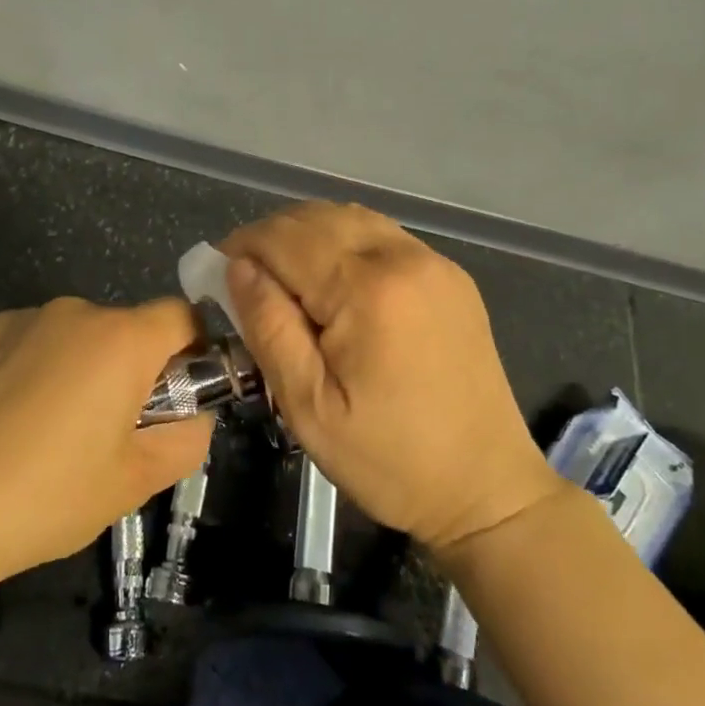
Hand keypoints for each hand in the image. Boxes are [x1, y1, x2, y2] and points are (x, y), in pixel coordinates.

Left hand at [0, 297, 212, 592]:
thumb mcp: (133, 483)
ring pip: (68, 338)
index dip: (191, 351)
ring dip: (72, 371)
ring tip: (39, 436)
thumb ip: (185, 440)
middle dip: (126, 371)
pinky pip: (20, 344)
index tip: (175, 397)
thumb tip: (192, 416)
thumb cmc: (44, 496)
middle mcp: (73, 312)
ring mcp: (17, 318)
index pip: (182, 316)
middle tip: (104, 434)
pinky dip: (24, 371)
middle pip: (122, 330)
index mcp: (121, 340)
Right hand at [223, 202, 559, 551]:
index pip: (285, 237)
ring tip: (286, 280)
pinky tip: (334, 283)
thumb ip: (269, 327)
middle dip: (272, 238)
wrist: (487, 488)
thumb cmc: (390, 460)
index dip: (242, 246)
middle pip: (317, 217)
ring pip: (350, 218)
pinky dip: (345, 243)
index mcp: (367, 290)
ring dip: (307, 235)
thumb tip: (238, 268)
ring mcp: (434, 262)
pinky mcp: (450, 276)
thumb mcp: (308, 407)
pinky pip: (382, 236)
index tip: (217, 274)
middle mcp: (404, 257)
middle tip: (248, 280)